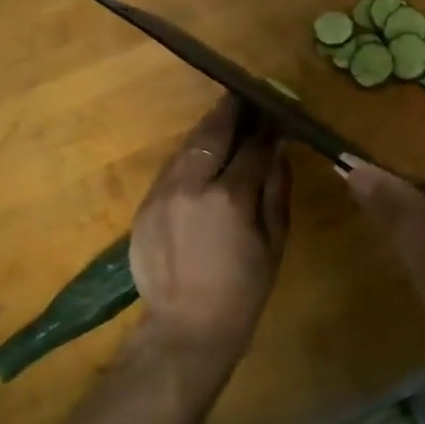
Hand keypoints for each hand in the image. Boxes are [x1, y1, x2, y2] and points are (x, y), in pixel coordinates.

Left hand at [128, 96, 291, 372]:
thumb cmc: (242, 291)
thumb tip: (280, 150)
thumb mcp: (274, 243)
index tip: (276, 110)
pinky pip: (171, 169)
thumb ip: (276, 191)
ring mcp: (163, 194)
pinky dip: (189, 157)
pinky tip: (201, 156)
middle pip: (212, 134)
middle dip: (230, 111)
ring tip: (224, 118)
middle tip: (243, 94)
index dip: (267, 125)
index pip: (253, 146)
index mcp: (230, 197)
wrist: (185, 328)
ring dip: (207, 130)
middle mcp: (192, 186)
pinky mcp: (145, 206)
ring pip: (186, 147)